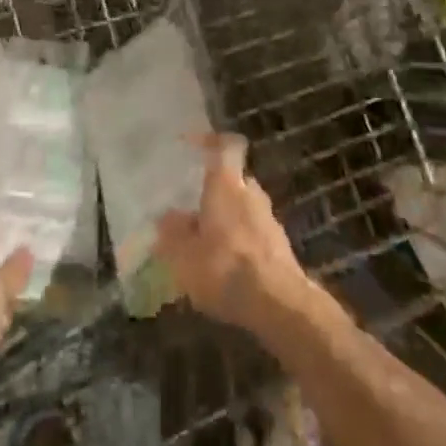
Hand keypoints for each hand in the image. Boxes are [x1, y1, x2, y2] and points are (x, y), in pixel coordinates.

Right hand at [155, 134, 311, 333]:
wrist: (279, 305)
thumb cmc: (225, 268)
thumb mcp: (184, 255)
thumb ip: (171, 234)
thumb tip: (165, 218)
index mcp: (227, 184)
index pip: (223, 146)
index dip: (209, 141)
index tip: (191, 144)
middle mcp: (251, 192)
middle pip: (231, 179)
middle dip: (213, 191)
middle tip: (191, 208)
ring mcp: (269, 218)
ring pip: (242, 208)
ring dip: (225, 219)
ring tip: (204, 243)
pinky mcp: (280, 246)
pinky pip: (252, 232)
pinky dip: (238, 241)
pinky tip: (225, 267)